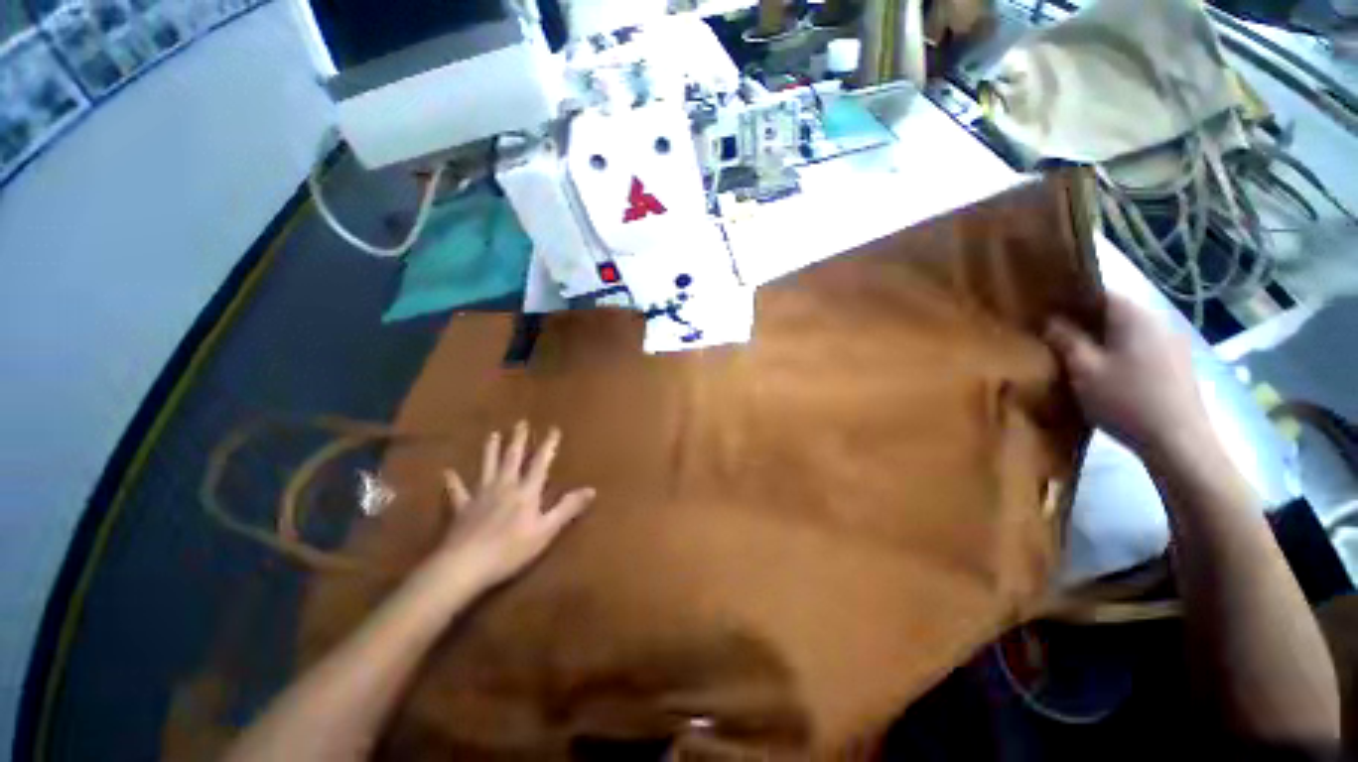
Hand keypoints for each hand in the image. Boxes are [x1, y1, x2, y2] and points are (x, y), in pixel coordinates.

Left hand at [434, 422, 595, 589]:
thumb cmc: (511, 550)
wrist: (465, 565)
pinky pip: (457, 491)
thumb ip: (567, 508)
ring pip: (487, 467)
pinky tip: (448, 472)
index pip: (541, 463)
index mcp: (526, 491)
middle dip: (518, 440)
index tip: (553, 429)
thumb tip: (591, 489)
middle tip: (521, 423)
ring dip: (491, 450)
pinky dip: (453, 481)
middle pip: (513, 458)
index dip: (548, 445)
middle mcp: (504, 486)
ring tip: (493, 434)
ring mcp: (481, 495)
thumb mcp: (546, 530)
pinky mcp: (462, 508)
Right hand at [1045, 293, 1210, 456]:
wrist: (1178, 442)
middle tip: (1056, 335)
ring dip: (1104, 338)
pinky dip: (1121, 352)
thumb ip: (1066, 340)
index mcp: (1134, 316)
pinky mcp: (1178, 364)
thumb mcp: (1084, 370)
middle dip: (1085, 320)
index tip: (1047, 310)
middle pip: (1115, 311)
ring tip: (1079, 355)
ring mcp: (1172, 343)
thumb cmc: (1126, 400)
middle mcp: (1157, 321)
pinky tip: (1109, 373)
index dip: (1071, 298)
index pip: (1100, 292)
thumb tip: (1051, 320)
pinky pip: (1142, 347)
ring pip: (1129, 331)